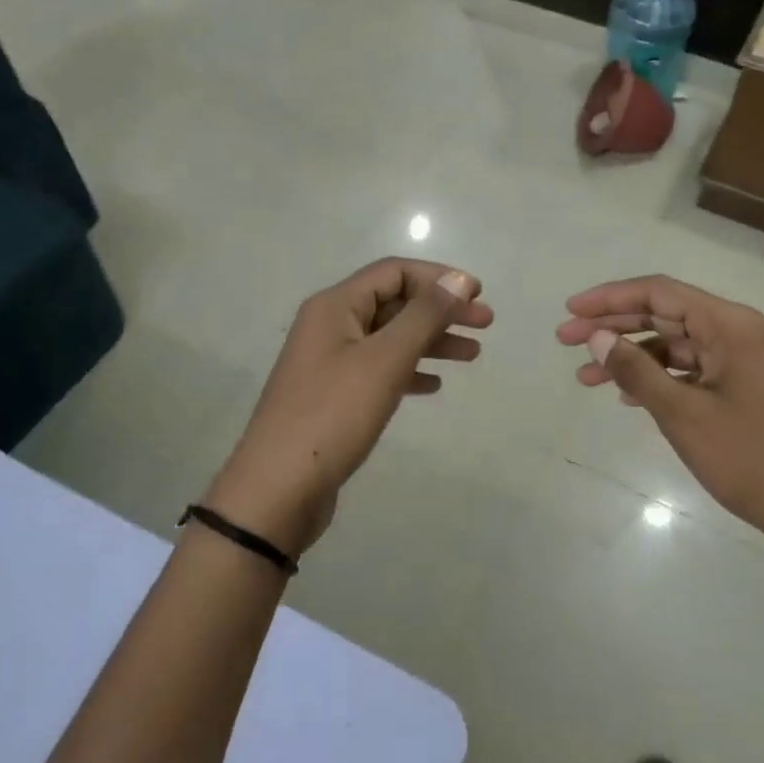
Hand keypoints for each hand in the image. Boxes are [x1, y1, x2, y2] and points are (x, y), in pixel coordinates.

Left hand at [207, 259, 492, 557]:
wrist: (277, 490)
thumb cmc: (333, 415)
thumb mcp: (384, 360)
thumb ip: (423, 316)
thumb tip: (458, 279)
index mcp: (335, 306)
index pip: (394, 272)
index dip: (439, 278)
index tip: (479, 294)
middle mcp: (330, 326)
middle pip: (394, 303)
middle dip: (441, 310)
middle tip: (486, 323)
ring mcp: (330, 363)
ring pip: (390, 338)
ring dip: (431, 341)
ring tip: (473, 355)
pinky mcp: (334, 397)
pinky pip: (379, 370)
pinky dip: (409, 371)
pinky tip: (434, 385)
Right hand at [557, 275, 763, 578]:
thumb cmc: (752, 457)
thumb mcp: (684, 415)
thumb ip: (637, 371)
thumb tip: (597, 338)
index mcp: (730, 325)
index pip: (660, 292)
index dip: (610, 298)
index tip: (570, 312)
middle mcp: (737, 333)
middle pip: (664, 315)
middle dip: (613, 327)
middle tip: (565, 341)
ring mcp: (742, 362)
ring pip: (674, 345)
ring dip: (631, 357)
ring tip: (585, 377)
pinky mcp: (742, 389)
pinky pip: (690, 370)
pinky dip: (657, 378)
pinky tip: (627, 396)